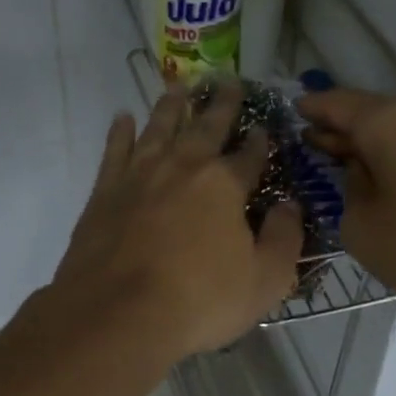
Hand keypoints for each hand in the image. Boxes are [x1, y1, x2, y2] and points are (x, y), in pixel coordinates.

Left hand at [53, 80, 302, 362]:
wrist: (118, 315)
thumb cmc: (199, 301)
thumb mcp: (265, 280)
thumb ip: (284, 238)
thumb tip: (290, 206)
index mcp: (224, 185)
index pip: (249, 155)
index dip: (260, 142)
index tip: (265, 129)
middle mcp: (182, 167)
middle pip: (205, 127)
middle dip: (221, 104)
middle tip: (227, 81)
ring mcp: (139, 175)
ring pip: (158, 127)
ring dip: (172, 105)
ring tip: (179, 86)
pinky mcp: (104, 192)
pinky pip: (115, 151)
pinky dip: (120, 132)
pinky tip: (123, 118)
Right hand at [297, 88, 395, 329]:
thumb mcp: (364, 228)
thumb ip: (349, 195)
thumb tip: (363, 175)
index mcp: (388, 121)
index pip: (336, 104)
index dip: (310, 109)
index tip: (290, 112)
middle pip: (368, 113)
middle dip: (337, 127)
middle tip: (308, 142)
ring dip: (368, 145)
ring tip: (341, 164)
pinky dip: (394, 159)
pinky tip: (384, 182)